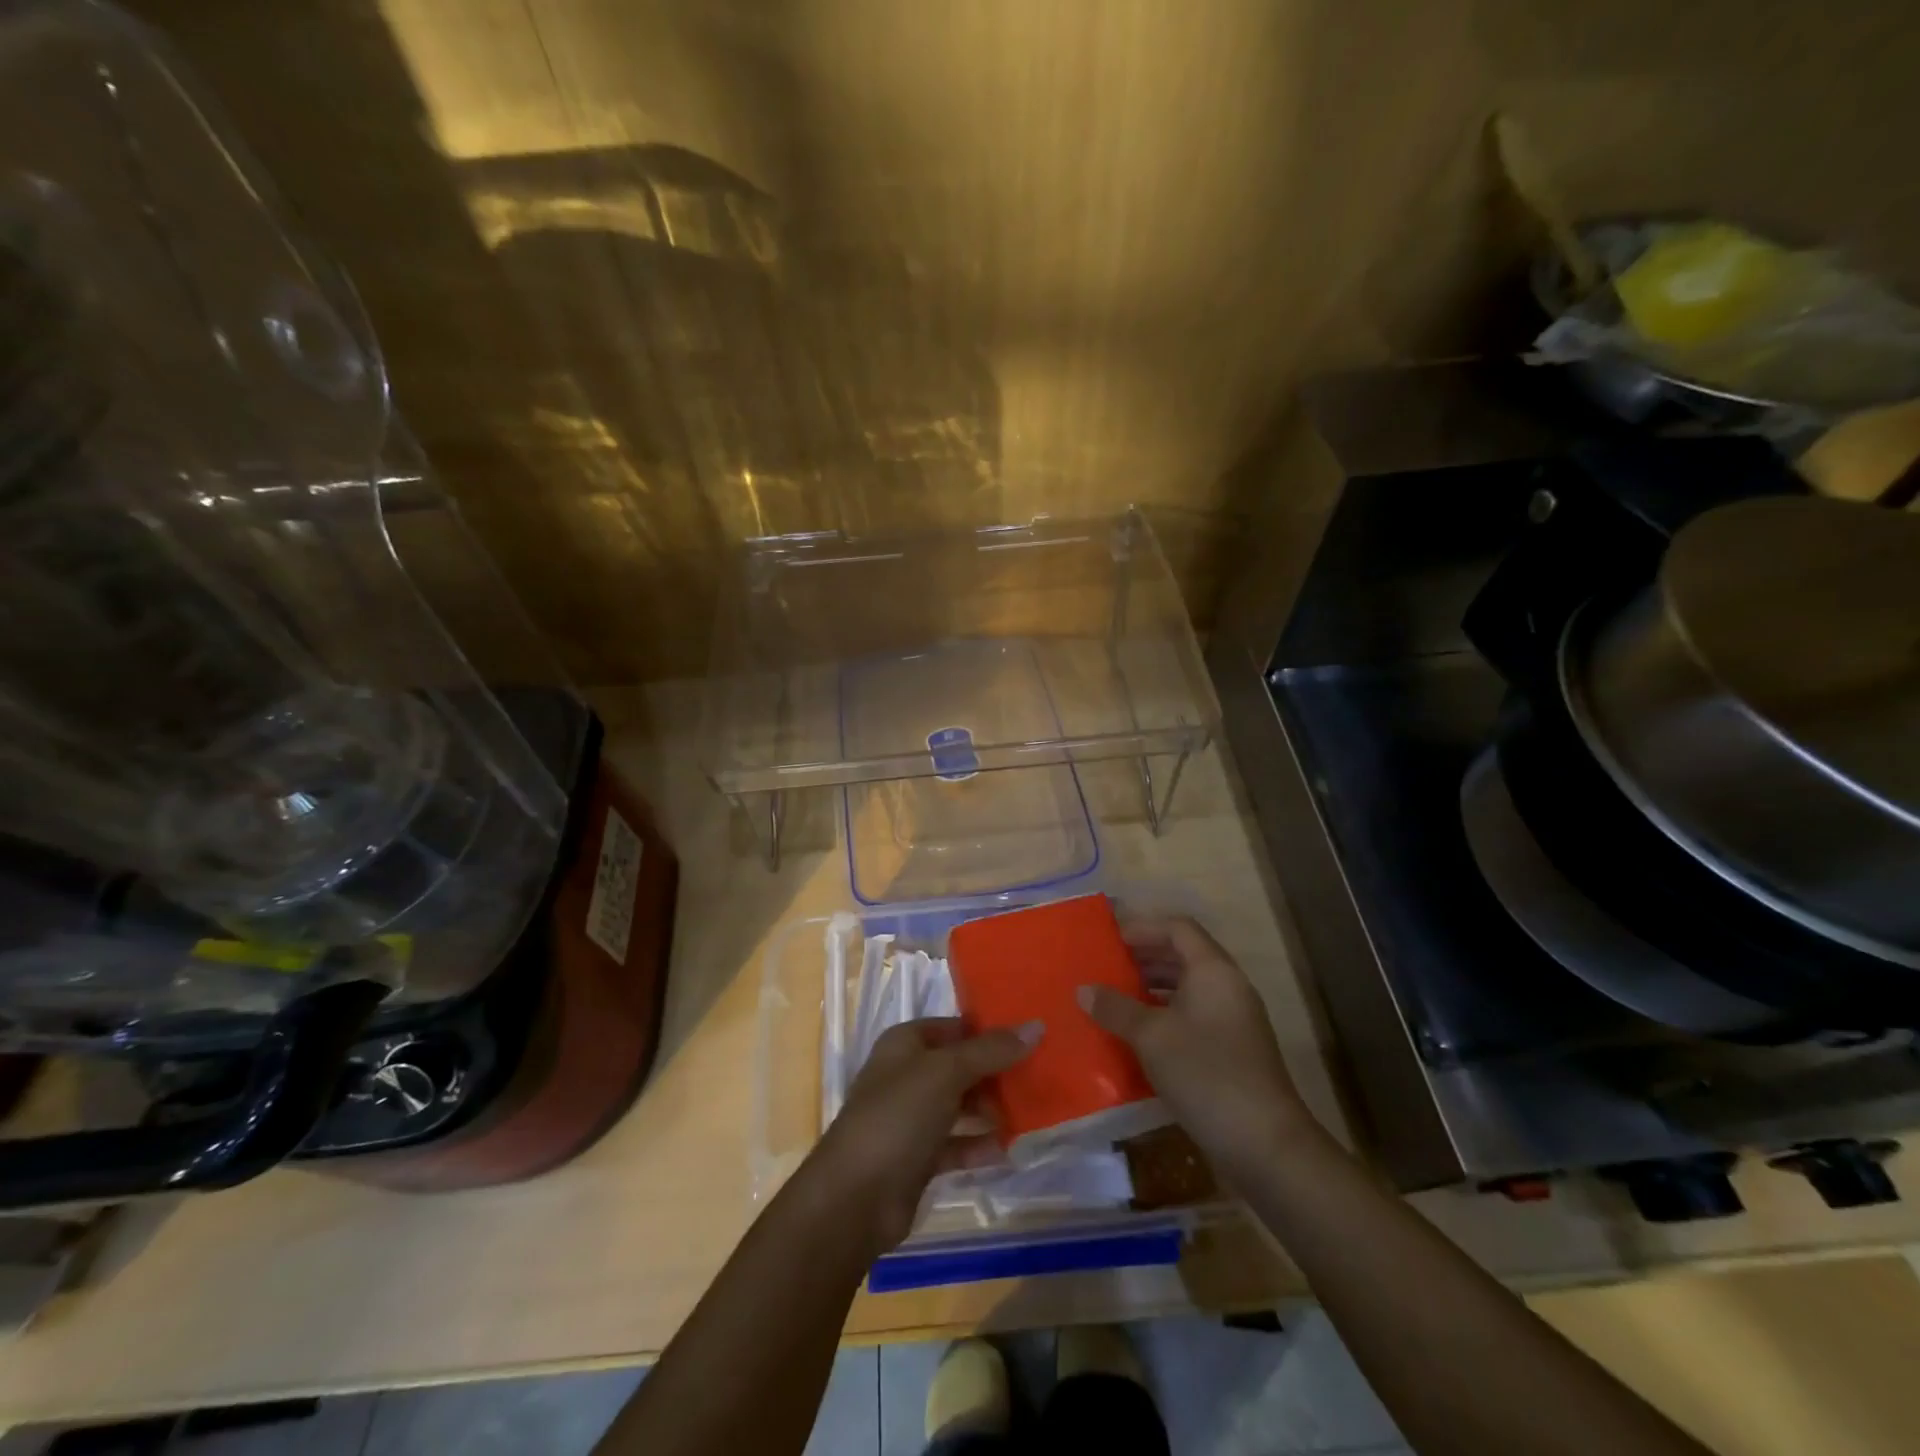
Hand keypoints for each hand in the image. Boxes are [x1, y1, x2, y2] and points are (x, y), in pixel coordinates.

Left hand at [809, 1018, 1035, 1255]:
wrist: (856, 1197)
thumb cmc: (898, 1116)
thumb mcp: (947, 1073)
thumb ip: (991, 1051)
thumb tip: (1036, 1026)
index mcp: (905, 1044)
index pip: (954, 1026)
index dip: (988, 1029)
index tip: (1030, 1034)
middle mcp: (907, 1076)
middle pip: (959, 1066)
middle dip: (995, 1072)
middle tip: (1037, 1076)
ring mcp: (911, 1119)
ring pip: (960, 1106)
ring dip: (991, 1109)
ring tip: (1030, 1112)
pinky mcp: (918, 1158)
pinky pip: (956, 1144)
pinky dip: (979, 1146)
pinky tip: (1007, 1150)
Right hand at [1080, 916, 1315, 1182]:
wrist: (1264, 1144)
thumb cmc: (1206, 1074)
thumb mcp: (1151, 1037)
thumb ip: (1115, 1008)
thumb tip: (1083, 989)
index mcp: (1213, 971)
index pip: (1178, 928)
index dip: (1143, 928)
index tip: (1110, 940)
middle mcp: (1228, 987)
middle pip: (1183, 955)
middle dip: (1144, 957)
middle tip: (1106, 966)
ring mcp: (1233, 1020)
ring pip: (1188, 987)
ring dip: (1152, 987)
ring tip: (1115, 997)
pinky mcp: (1233, 1050)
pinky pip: (1193, 1015)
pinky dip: (1164, 1014)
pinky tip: (1138, 1034)